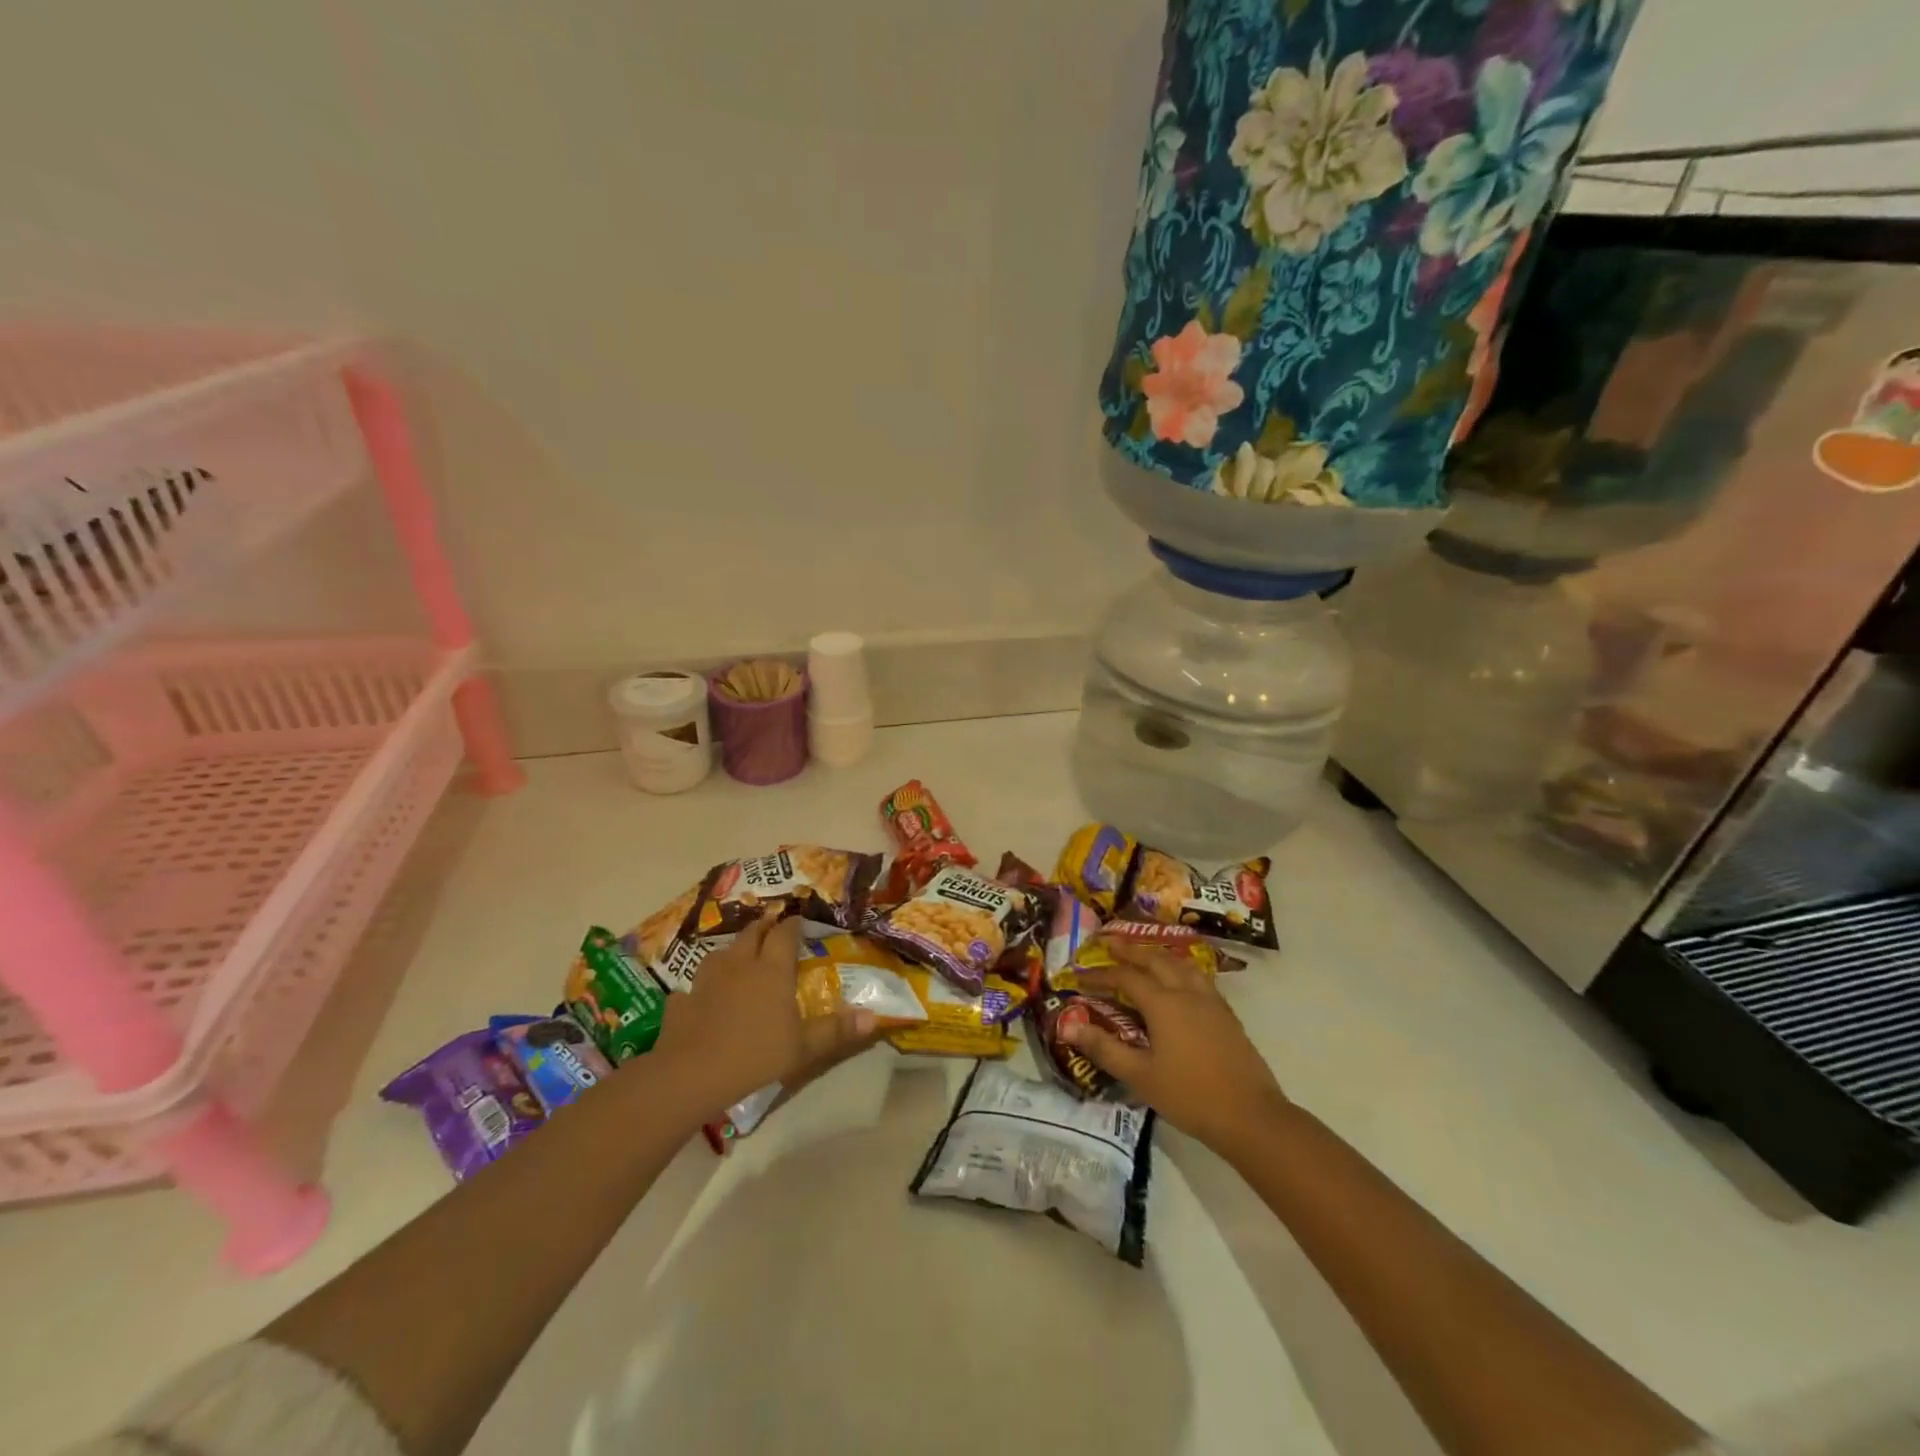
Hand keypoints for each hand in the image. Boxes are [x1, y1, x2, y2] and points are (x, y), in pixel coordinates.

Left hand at [654, 913, 880, 1112]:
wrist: (691, 1073)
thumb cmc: (756, 1054)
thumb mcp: (804, 1047)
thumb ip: (836, 1030)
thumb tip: (874, 1017)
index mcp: (771, 969)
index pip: (784, 934)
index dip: (793, 925)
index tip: (799, 921)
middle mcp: (740, 964)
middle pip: (752, 933)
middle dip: (764, 927)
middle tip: (772, 928)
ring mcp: (706, 979)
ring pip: (721, 953)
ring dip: (733, 951)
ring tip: (740, 957)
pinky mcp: (682, 999)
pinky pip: (694, 985)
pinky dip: (702, 987)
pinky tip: (703, 997)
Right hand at [1067, 946, 1289, 1154]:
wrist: (1251, 1116)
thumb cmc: (1190, 1096)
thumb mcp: (1140, 1076)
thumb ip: (1104, 1048)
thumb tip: (1069, 1027)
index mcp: (1163, 1004)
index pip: (1126, 978)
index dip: (1101, 974)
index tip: (1080, 975)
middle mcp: (1187, 993)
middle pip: (1156, 960)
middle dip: (1131, 951)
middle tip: (1111, 943)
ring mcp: (1211, 1002)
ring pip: (1182, 965)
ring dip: (1159, 955)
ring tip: (1146, 955)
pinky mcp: (1227, 1015)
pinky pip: (1199, 978)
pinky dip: (1181, 969)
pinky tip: (1181, 982)